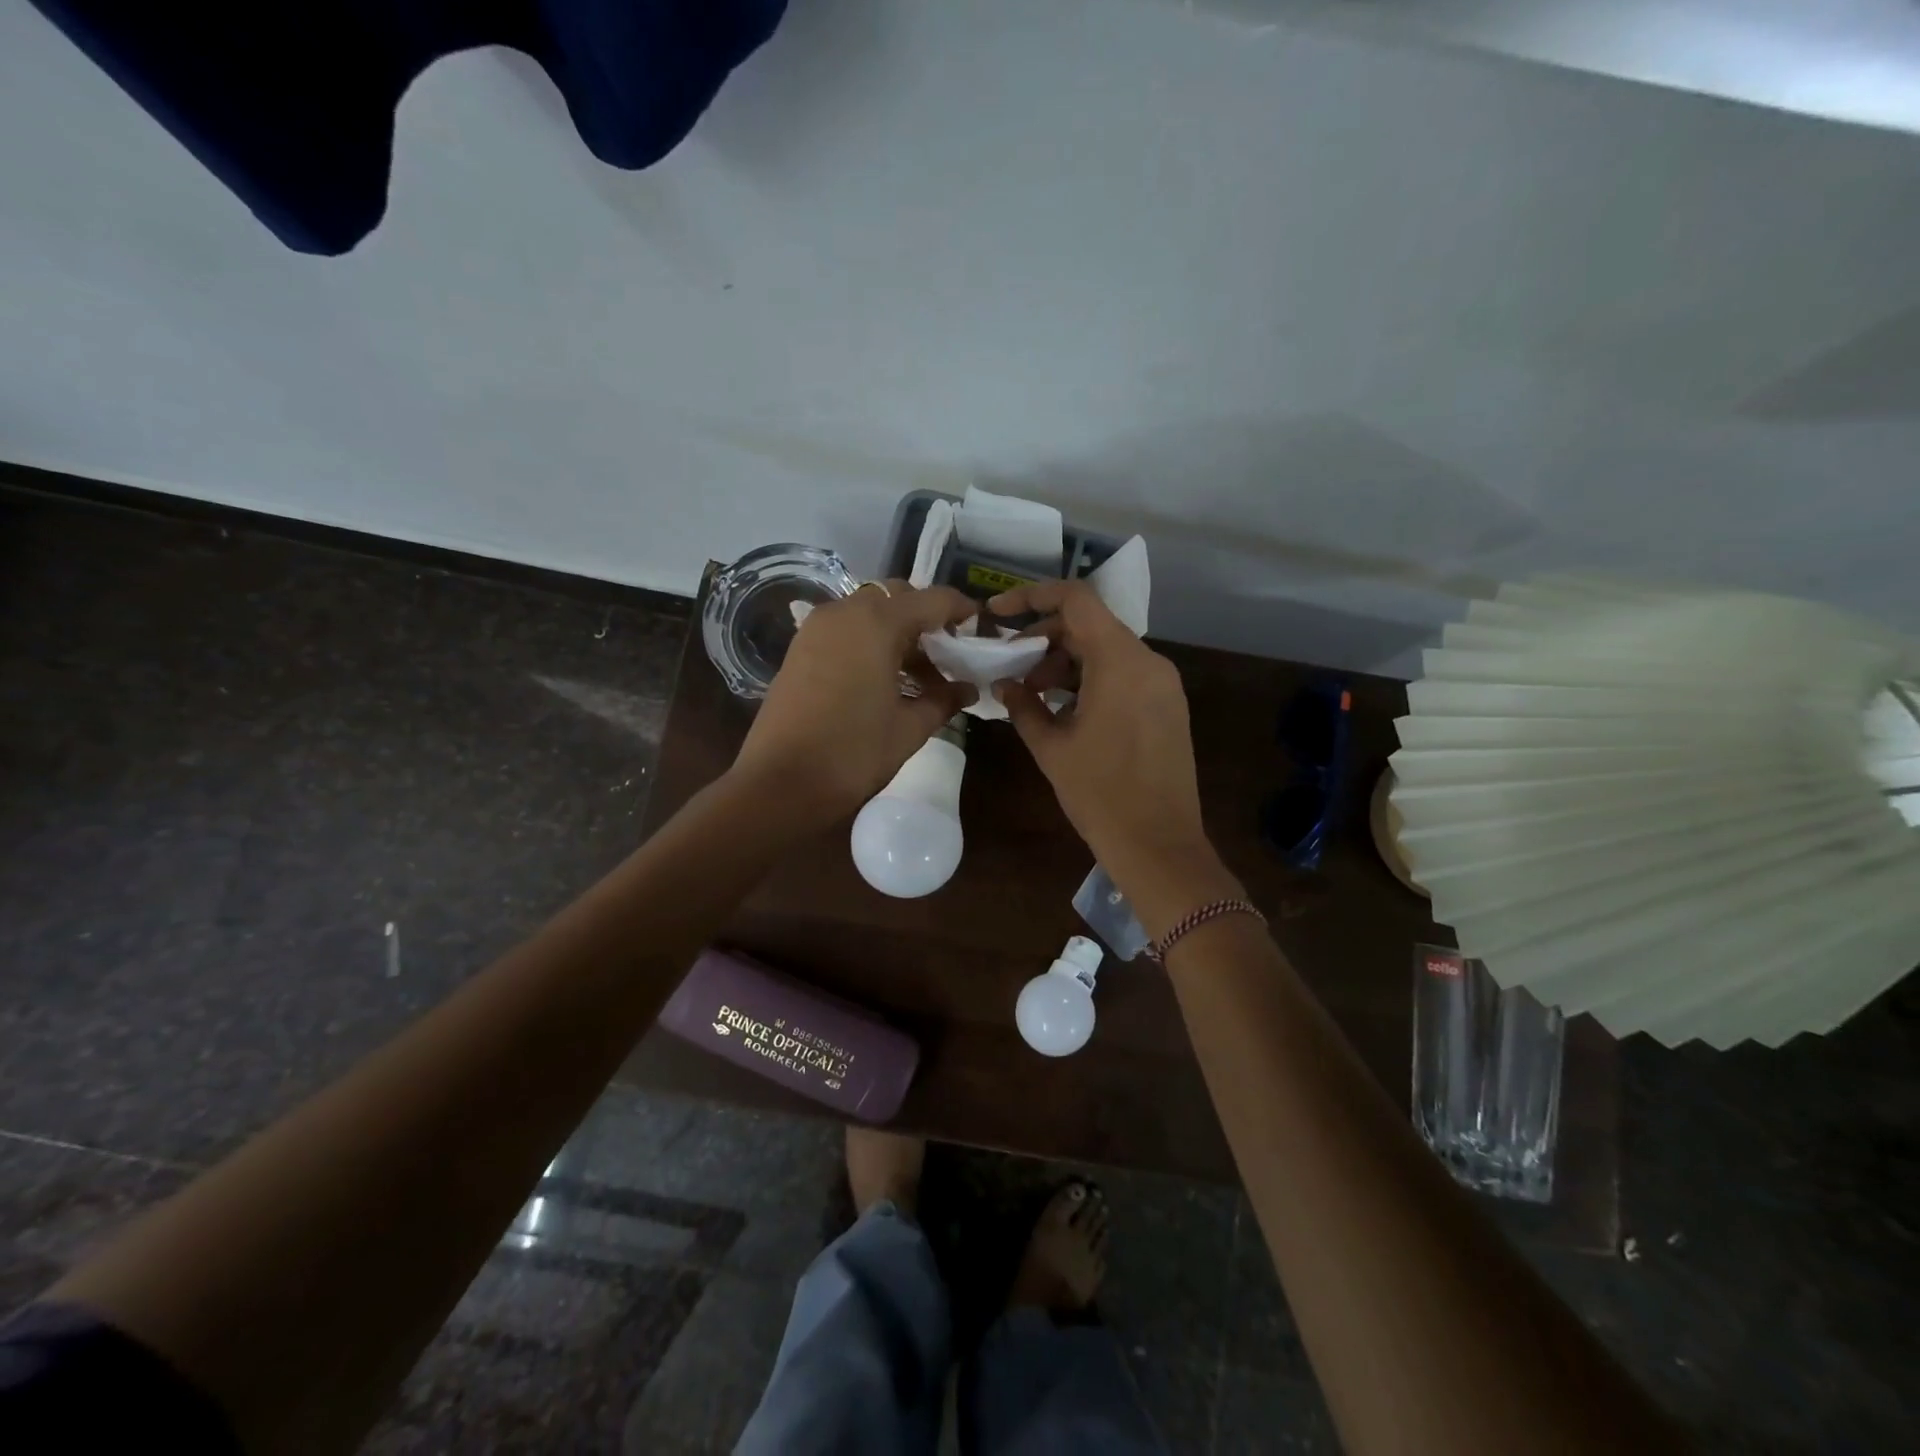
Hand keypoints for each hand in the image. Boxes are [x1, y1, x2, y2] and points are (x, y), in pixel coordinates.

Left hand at [732, 581, 977, 829]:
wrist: (780, 783)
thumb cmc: (853, 753)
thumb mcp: (909, 728)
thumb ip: (943, 700)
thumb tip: (968, 689)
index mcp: (877, 622)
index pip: (932, 599)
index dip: (961, 609)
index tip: (979, 627)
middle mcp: (844, 612)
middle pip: (896, 596)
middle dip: (926, 617)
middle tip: (947, 652)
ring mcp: (816, 628)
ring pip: (868, 611)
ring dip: (897, 630)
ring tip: (919, 673)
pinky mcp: (799, 648)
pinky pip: (845, 628)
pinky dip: (870, 640)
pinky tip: (884, 677)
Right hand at [992, 580, 1237, 932]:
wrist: (1159, 845)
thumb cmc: (1100, 794)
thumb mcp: (1051, 748)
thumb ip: (1023, 705)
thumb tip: (1005, 684)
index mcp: (1120, 662)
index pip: (1076, 600)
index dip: (1032, 597)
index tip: (997, 612)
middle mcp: (1149, 661)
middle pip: (1090, 625)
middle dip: (1045, 638)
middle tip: (1010, 664)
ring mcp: (1163, 684)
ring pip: (1107, 650)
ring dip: (1066, 661)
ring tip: (1033, 693)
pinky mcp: (1168, 705)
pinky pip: (1124, 673)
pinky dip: (1090, 678)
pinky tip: (1064, 708)